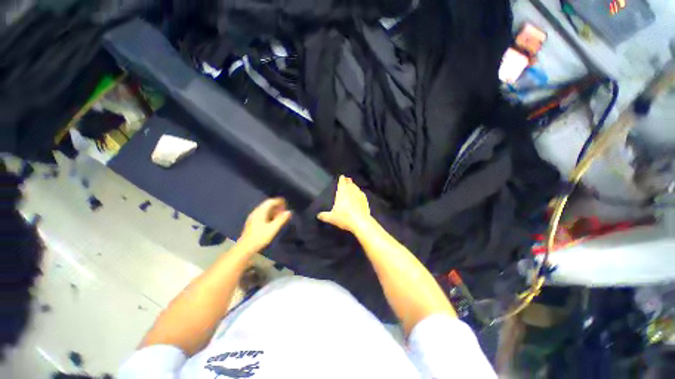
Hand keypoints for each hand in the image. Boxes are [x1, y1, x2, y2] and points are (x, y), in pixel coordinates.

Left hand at [239, 198, 291, 250]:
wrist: (245, 248)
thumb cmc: (260, 237)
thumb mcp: (273, 228)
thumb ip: (281, 219)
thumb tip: (289, 212)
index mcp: (260, 211)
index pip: (270, 202)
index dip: (279, 201)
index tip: (286, 204)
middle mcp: (256, 212)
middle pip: (267, 205)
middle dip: (277, 206)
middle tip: (285, 211)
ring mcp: (253, 217)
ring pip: (265, 210)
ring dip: (273, 211)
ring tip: (281, 216)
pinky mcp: (252, 222)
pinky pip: (262, 214)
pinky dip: (269, 215)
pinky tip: (273, 221)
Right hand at [317, 175, 371, 232]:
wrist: (360, 222)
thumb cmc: (344, 218)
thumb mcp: (331, 218)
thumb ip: (324, 216)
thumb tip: (319, 215)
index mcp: (342, 192)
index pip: (342, 183)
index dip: (341, 179)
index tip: (342, 176)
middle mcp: (351, 191)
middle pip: (349, 184)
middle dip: (348, 181)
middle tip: (348, 179)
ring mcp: (359, 195)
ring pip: (356, 188)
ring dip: (354, 186)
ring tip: (353, 185)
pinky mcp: (365, 200)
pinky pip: (362, 194)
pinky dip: (360, 193)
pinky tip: (359, 195)